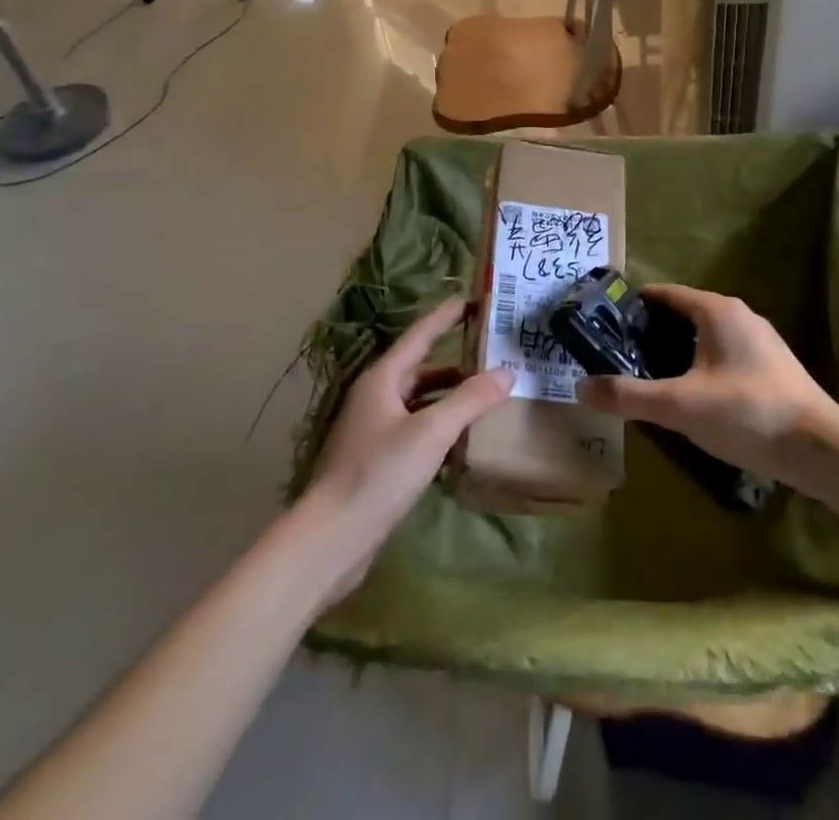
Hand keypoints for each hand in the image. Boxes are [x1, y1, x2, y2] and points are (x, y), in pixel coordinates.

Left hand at [302, 298, 513, 601]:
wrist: (332, 539)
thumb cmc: (379, 474)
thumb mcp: (431, 432)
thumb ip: (470, 400)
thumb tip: (507, 371)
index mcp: (382, 378)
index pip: (420, 335)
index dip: (445, 316)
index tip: (472, 299)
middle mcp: (376, 396)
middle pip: (420, 366)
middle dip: (455, 356)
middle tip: (490, 347)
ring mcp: (375, 428)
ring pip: (419, 398)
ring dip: (450, 392)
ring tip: (486, 390)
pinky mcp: (378, 458)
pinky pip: (417, 426)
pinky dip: (441, 422)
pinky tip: (464, 434)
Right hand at [576, 285, 838, 489]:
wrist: (819, 447)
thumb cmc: (746, 412)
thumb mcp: (679, 405)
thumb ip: (629, 396)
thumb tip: (581, 387)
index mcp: (716, 310)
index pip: (664, 294)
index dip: (633, 306)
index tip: (604, 323)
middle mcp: (738, 315)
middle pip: (683, 314)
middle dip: (651, 332)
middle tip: (618, 355)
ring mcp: (759, 340)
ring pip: (704, 336)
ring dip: (675, 351)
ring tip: (647, 377)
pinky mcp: (771, 366)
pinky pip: (723, 355)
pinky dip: (699, 365)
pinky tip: (690, 396)